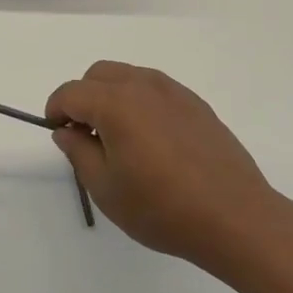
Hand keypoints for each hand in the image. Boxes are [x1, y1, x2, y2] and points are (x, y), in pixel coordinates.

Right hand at [46, 62, 277, 270]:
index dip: (56, 110)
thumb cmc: (162, 208)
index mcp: (115, 103)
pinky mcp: (196, 105)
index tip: (57, 133)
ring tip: (119, 138)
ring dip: (112, 96)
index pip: (71, 92)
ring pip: (128, 76)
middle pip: (98, 74)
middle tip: (86, 135)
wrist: (236, 218)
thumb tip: (67, 130)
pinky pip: (156, 90)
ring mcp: (174, 92)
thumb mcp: (105, 188)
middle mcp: (143, 86)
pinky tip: (151, 141)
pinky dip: (140, 102)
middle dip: (83, 97)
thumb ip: (78, 152)